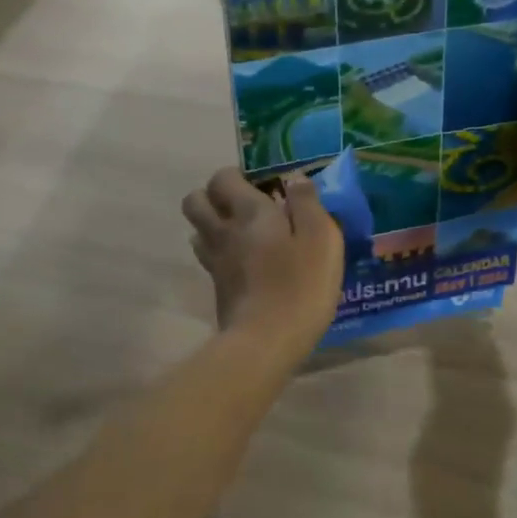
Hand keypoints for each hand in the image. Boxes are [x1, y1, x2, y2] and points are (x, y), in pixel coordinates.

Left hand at [182, 167, 343, 356]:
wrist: (266, 341)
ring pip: (197, 229)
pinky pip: (207, 257)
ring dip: (212, 224)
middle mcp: (223, 230)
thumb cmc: (300, 285)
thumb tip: (295, 179)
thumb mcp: (321, 239)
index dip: (236, 176)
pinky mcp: (216, 287)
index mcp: (249, 212)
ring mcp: (214, 260)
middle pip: (195, 200)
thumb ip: (308, 204)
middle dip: (213, 196)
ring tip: (243, 233)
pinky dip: (219, 252)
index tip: (262, 186)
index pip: (222, 178)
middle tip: (244, 206)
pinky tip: (243, 262)